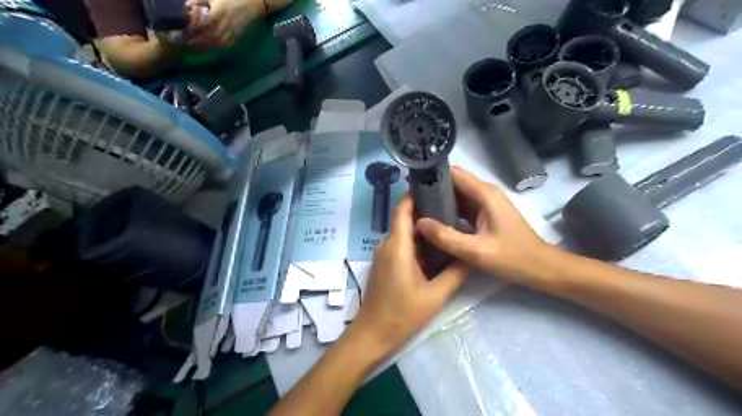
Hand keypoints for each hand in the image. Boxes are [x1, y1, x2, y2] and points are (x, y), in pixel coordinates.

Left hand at [188, 1, 265, 46]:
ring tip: (194, 47)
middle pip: (206, 39)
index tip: (180, 33)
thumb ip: (198, 1)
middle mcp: (223, 28)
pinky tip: (209, 47)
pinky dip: (215, 47)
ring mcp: (231, 35)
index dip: (189, 31)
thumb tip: (186, 8)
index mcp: (216, 15)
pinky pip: (224, 46)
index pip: (199, 27)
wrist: (253, 5)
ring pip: (215, 45)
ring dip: (204, 47)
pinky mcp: (236, 38)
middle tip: (184, 43)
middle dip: (195, 42)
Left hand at [350, 195, 464, 356]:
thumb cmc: (402, 314)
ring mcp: (384, 255)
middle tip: (452, 209)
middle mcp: (387, 245)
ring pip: (404, 234)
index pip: (403, 210)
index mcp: (397, 246)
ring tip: (447, 227)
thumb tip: (472, 255)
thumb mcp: (435, 295)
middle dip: (426, 212)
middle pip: (405, 220)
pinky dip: (417, 244)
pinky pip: (401, 246)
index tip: (433, 187)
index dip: (415, 195)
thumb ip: (455, 273)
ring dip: (423, 230)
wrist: (372, 335)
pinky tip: (435, 249)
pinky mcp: (385, 264)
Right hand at [417, 168, 555, 284]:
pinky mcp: (486, 215)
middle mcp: (485, 194)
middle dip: (432, 189)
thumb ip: (446, 237)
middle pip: (454, 183)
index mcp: (485, 194)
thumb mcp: (477, 251)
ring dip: (439, 201)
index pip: (454, 174)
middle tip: (410, 199)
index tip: (411, 182)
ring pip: (458, 196)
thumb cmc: (514, 258)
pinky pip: (463, 208)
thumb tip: (418, 222)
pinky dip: (448, 212)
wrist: (542, 269)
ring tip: (416, 208)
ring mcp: (487, 205)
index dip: (433, 175)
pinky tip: (434, 221)